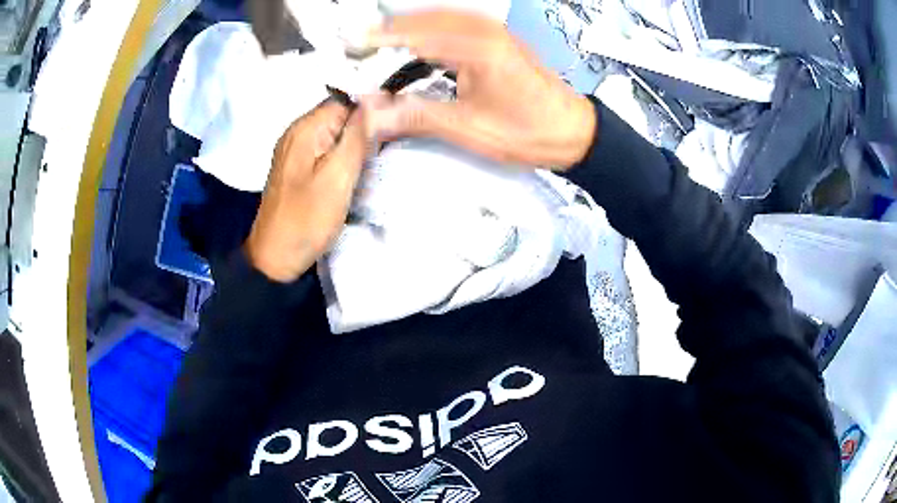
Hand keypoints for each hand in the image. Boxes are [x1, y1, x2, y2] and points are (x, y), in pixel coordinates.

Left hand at [245, 102, 368, 281]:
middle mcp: (297, 132)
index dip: (371, 112)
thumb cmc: (307, 219)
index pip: (346, 101)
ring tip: (371, 166)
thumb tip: (377, 99)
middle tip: (384, 153)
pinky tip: (353, 175)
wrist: (275, 258)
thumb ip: (357, 136)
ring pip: (335, 134)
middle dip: (364, 130)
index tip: (392, 133)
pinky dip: (342, 158)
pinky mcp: (298, 168)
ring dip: (355, 146)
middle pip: (340, 116)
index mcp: (305, 128)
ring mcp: (295, 151)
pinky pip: (326, 151)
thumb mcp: (338, 177)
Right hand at [364, 9, 595, 168]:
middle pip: (422, 19)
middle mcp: (484, 31)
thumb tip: (374, 113)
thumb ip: (416, 115)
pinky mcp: (496, 37)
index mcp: (476, 48)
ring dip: (406, 26)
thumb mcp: (467, 128)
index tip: (349, 43)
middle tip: (358, 44)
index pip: (413, 34)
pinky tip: (416, 40)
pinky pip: (453, 23)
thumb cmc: (530, 130)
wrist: (572, 130)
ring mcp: (492, 31)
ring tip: (378, 41)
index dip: (377, 39)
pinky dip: (427, 29)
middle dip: (386, 30)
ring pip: (437, 17)